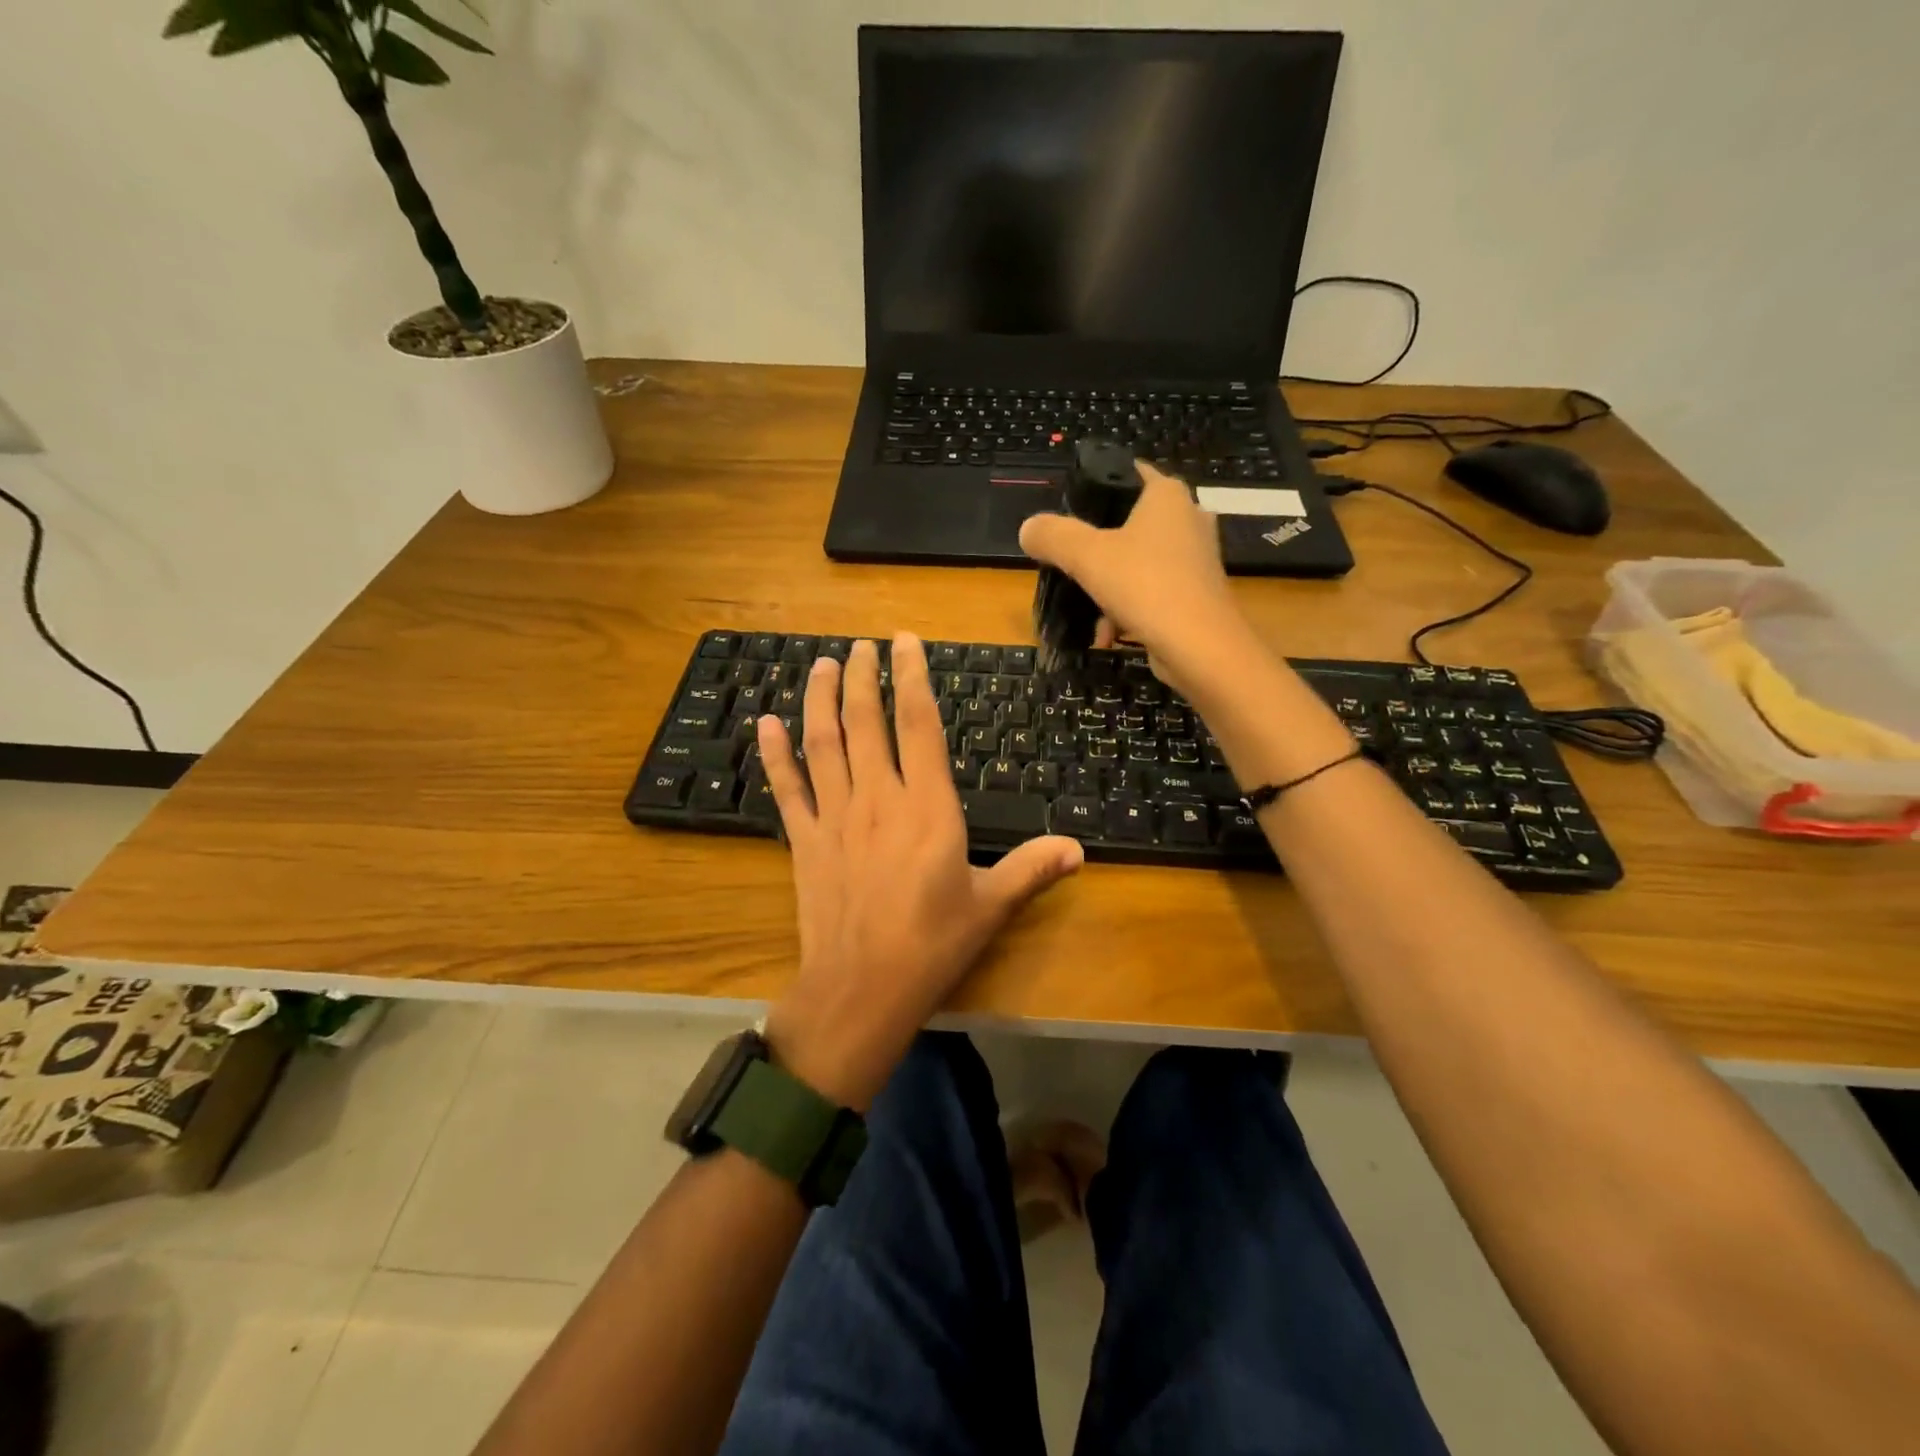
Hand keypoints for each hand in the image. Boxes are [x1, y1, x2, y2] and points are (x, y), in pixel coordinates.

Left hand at [756, 635, 1083, 1109]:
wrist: (862, 988)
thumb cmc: (932, 945)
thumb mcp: (991, 906)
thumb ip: (1032, 868)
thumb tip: (1078, 849)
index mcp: (927, 807)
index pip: (919, 725)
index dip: (912, 677)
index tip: (905, 643)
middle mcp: (878, 798)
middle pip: (867, 722)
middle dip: (864, 677)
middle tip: (861, 645)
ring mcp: (835, 816)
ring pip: (825, 744)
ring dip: (821, 700)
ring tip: (822, 665)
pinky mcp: (804, 841)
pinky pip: (786, 788)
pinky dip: (774, 755)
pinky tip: (765, 723)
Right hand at [1018, 460, 1253, 697]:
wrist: (1201, 647)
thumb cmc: (1145, 585)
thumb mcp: (1085, 556)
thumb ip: (1053, 536)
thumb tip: (1028, 529)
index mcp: (1166, 495)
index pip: (1127, 472)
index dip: (1095, 488)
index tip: (1067, 513)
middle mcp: (1188, 518)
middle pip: (1128, 523)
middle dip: (1097, 547)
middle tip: (1069, 564)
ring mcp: (1196, 558)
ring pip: (1138, 562)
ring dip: (1109, 586)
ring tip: (1088, 610)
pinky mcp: (1197, 593)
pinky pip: (1152, 591)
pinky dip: (1129, 608)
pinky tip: (1109, 634)